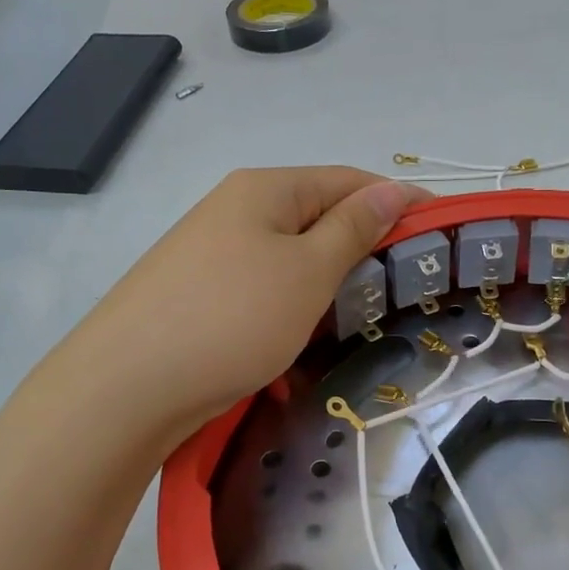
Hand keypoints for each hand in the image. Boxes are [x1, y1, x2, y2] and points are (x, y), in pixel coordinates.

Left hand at [69, 167, 429, 437]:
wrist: (125, 388)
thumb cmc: (232, 319)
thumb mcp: (307, 271)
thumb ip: (353, 228)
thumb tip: (392, 190)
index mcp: (265, 190)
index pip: (349, 181)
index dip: (399, 202)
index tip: (443, 232)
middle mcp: (236, 210)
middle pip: (319, 219)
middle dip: (364, 250)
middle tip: (405, 289)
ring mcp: (212, 254)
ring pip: (292, 262)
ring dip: (328, 288)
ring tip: (359, 323)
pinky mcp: (200, 296)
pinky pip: (263, 294)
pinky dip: (291, 315)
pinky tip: (300, 353)